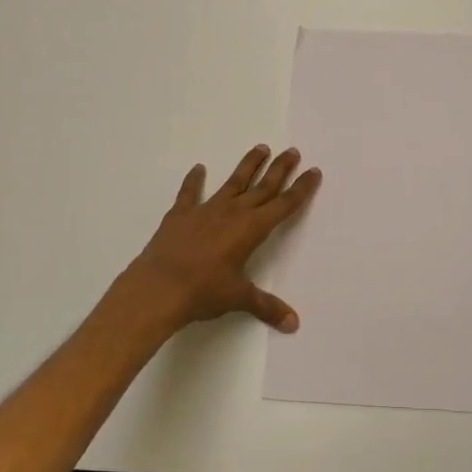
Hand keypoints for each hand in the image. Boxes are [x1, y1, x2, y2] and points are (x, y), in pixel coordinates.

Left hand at [121, 145, 321, 333]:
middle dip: (280, 169)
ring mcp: (206, 210)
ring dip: (248, 165)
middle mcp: (233, 212)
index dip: (301, 188)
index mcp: (252, 229)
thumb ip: (266, 306)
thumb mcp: (238, 298)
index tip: (313, 171)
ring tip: (261, 148)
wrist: (157, 288)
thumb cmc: (203, 291)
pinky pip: (190, 193)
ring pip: (233, 182)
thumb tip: (293, 323)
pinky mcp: (181, 215)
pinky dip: (194, 181)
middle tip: (293, 151)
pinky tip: (198, 169)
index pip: (284, 204)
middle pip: (263, 186)